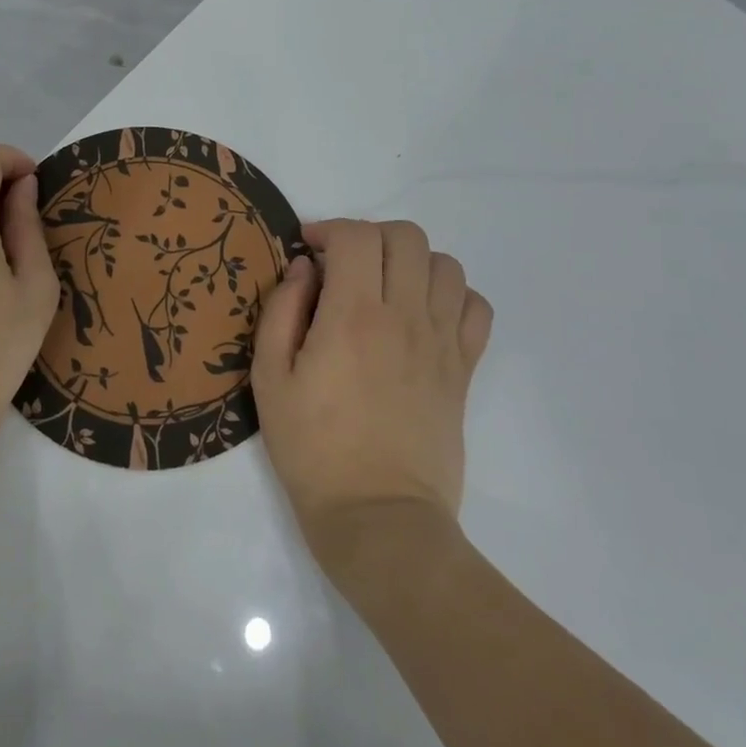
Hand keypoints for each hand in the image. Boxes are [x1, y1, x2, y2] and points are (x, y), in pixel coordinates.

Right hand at [251, 219, 492, 572]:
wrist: (378, 516)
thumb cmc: (312, 448)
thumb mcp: (269, 378)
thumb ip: (282, 310)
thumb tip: (305, 268)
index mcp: (353, 316)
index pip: (356, 236)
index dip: (329, 230)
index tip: (310, 251)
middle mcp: (405, 317)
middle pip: (406, 237)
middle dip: (370, 237)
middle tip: (345, 266)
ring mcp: (442, 342)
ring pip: (445, 264)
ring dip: (411, 262)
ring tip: (385, 287)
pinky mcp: (464, 369)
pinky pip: (476, 307)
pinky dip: (452, 295)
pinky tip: (423, 314)